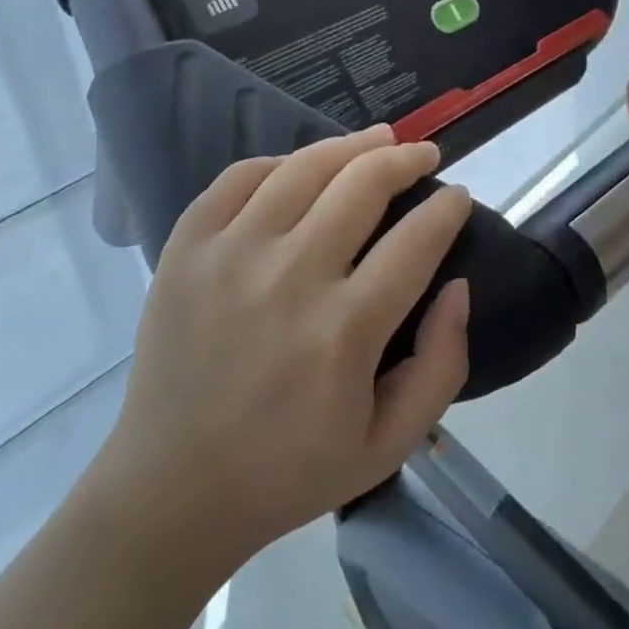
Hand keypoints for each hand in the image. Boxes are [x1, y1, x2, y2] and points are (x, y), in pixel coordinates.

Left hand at [97, 126, 471, 568]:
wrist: (170, 489)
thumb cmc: (289, 470)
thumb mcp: (389, 444)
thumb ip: (442, 365)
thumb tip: (458, 285)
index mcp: (343, 332)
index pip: (416, 241)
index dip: (447, 208)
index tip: (458, 196)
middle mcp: (289, 279)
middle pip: (363, 184)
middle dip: (407, 159)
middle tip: (425, 154)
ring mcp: (231, 255)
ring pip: (305, 167)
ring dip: (352, 144)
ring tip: (378, 139)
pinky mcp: (187, 248)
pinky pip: (240, 176)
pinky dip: (280, 162)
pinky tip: (302, 167)